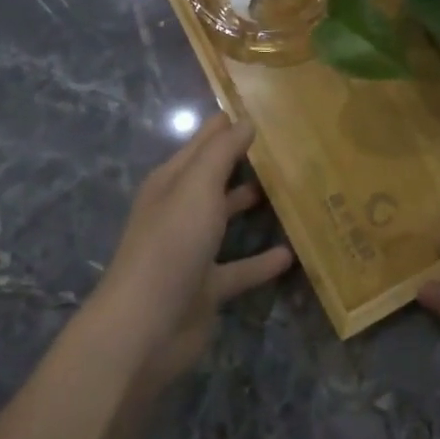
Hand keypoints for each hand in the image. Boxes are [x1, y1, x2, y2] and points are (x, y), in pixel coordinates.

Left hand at [93, 112, 292, 384]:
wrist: (145, 328)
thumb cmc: (171, 244)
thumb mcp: (197, 187)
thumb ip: (221, 152)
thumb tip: (245, 120)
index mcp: (171, 181)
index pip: (204, 142)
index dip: (230, 124)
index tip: (269, 110)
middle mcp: (180, 210)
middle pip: (216, 178)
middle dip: (246, 162)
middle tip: (290, 148)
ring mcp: (192, 250)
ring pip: (226, 219)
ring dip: (252, 206)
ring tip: (294, 191)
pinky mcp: (206, 287)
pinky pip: (240, 268)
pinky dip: (261, 261)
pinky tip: (291, 255)